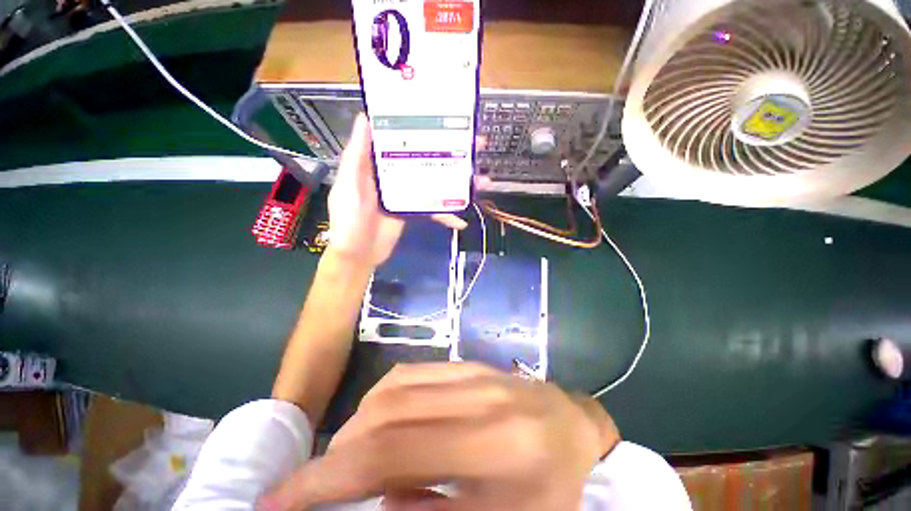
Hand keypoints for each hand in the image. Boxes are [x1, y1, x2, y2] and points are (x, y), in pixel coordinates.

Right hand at [260, 363, 619, 510]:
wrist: (572, 424)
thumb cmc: (552, 484)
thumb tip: (382, 499)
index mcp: (494, 445)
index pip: (393, 454)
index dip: (327, 477)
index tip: (280, 499)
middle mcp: (476, 397)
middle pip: (387, 414)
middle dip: (336, 452)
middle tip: (315, 485)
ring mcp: (470, 372)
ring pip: (393, 388)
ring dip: (358, 424)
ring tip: (349, 458)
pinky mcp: (467, 363)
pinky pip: (411, 372)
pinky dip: (381, 398)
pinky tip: (381, 421)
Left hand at [326, 115, 465, 267]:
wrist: (358, 255)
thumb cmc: (349, 219)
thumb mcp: (349, 185)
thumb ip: (357, 155)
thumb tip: (365, 117)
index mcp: (378, 163)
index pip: (402, 138)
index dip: (423, 128)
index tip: (445, 117)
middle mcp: (394, 174)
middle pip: (426, 159)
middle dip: (451, 152)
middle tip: (477, 145)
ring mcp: (406, 193)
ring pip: (435, 182)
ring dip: (457, 182)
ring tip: (481, 180)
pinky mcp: (413, 211)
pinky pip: (433, 209)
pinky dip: (447, 215)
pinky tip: (462, 220)